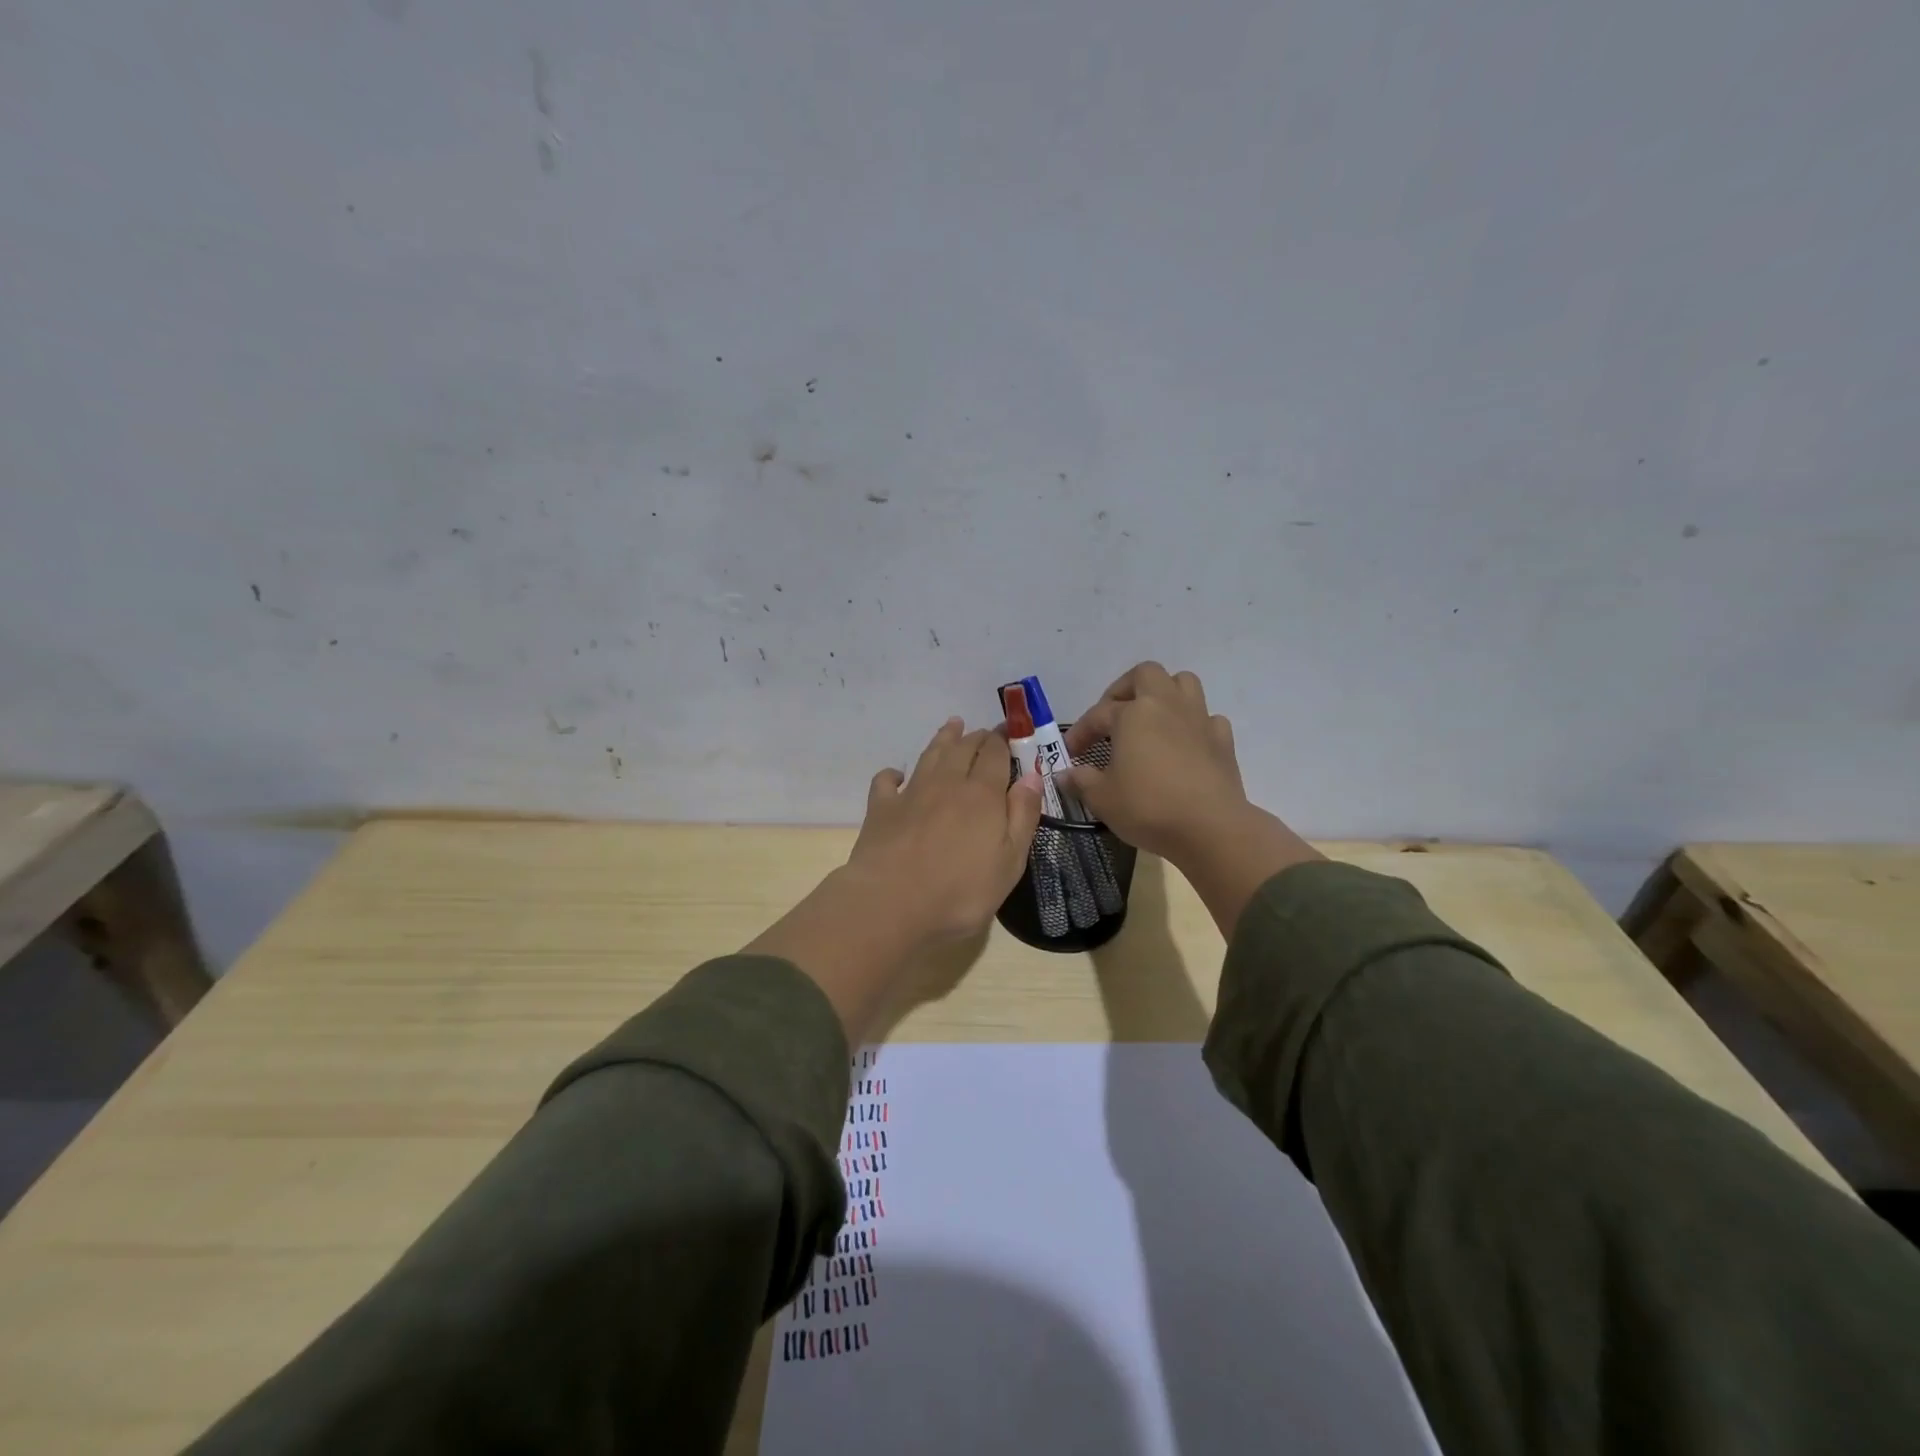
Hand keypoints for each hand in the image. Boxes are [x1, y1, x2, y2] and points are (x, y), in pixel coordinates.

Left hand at [746, 718, 1042, 1043]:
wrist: (890, 905)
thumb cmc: (960, 893)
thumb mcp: (1009, 863)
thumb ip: (1022, 816)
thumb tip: (1031, 777)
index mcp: (982, 794)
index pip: (995, 754)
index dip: (1004, 741)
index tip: (1010, 735)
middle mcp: (946, 783)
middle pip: (963, 748)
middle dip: (977, 737)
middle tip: (984, 733)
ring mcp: (910, 793)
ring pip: (930, 755)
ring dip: (943, 738)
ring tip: (952, 725)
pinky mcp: (881, 809)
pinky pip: (887, 780)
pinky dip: (894, 774)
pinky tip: (897, 776)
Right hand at [1063, 663, 1319, 935]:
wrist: (1210, 828)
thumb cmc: (1148, 807)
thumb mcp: (1102, 798)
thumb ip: (1080, 781)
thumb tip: (1064, 774)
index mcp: (1133, 714)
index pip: (1098, 714)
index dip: (1080, 732)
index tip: (1070, 753)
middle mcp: (1166, 705)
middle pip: (1146, 674)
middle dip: (1125, 689)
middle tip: (1113, 716)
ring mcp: (1199, 719)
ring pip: (1183, 684)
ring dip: (1164, 694)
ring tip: (1150, 720)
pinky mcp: (1223, 740)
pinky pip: (1207, 718)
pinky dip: (1194, 725)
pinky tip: (1185, 746)